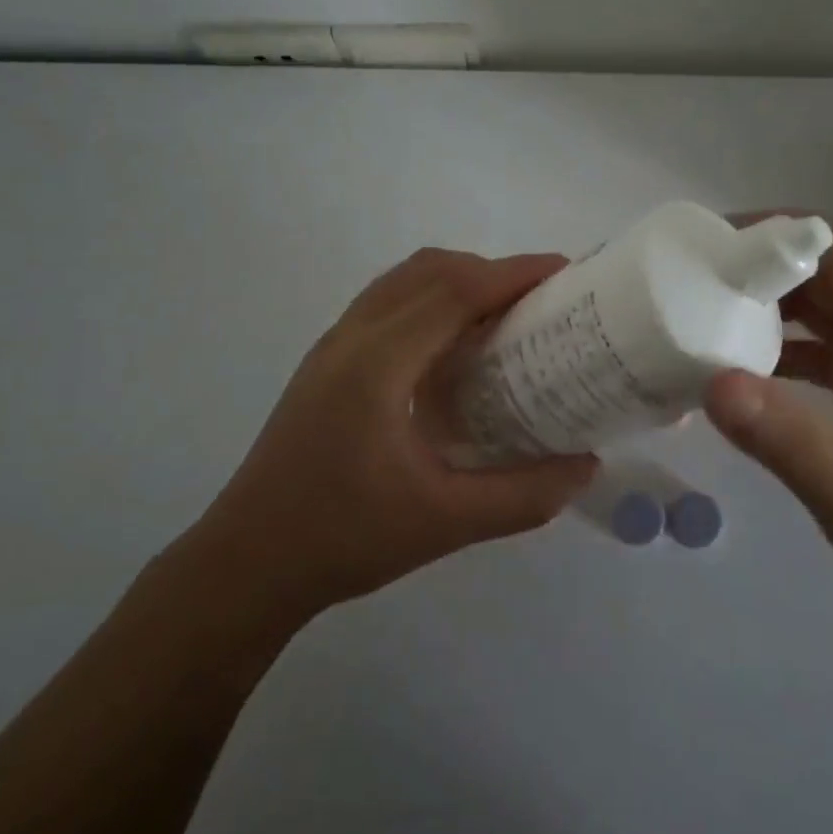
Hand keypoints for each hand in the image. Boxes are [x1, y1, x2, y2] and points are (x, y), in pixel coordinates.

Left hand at [188, 248, 598, 624]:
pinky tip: (451, 346)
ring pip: (403, 280)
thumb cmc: (343, 539)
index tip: (563, 272)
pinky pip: (387, 302)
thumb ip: (522, 495)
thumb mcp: (444, 523)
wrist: (246, 562)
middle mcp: (352, 337)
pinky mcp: (325, 361)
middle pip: (430, 271)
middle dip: (491, 271)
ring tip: (503, 315)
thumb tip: (586, 466)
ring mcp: (333, 345)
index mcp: (378, 365)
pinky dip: (430, 298)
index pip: (454, 291)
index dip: (512, 273)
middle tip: (540, 300)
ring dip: (457, 280)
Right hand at [704, 217, 832, 632]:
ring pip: (822, 304)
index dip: (786, 231)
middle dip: (765, 263)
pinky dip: (778, 343)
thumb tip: (714, 381)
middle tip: (697, 276)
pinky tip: (737, 369)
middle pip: (828, 268)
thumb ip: (789, 439)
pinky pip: (818, 344)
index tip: (721, 243)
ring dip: (769, 301)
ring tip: (706, 312)